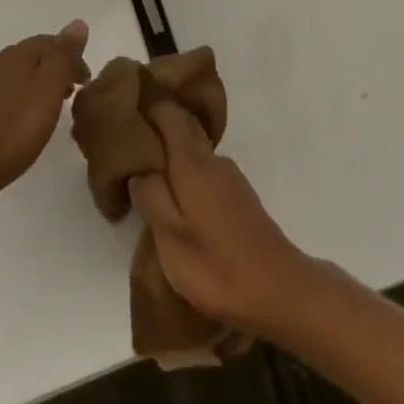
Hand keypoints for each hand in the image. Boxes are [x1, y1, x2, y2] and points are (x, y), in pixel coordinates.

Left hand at [0, 21, 91, 208]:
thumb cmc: (12, 133)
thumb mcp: (48, 91)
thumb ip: (63, 56)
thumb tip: (77, 23)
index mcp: (16, 55)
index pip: (51, 42)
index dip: (73, 57)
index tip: (86, 83)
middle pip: (32, 56)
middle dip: (55, 69)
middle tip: (71, 95)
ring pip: (16, 74)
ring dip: (36, 84)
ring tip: (49, 110)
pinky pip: (1, 93)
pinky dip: (18, 98)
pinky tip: (19, 121)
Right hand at [127, 103, 319, 335]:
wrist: (279, 290)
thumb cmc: (216, 266)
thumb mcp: (171, 237)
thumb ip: (151, 197)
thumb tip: (139, 170)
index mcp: (193, 163)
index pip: (169, 115)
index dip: (147, 114)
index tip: (125, 127)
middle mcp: (214, 161)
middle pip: (183, 132)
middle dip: (156, 140)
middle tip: (128, 161)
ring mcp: (231, 179)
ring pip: (194, 157)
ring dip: (171, 165)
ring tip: (147, 188)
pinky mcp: (241, 199)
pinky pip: (206, 175)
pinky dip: (188, 182)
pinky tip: (178, 209)